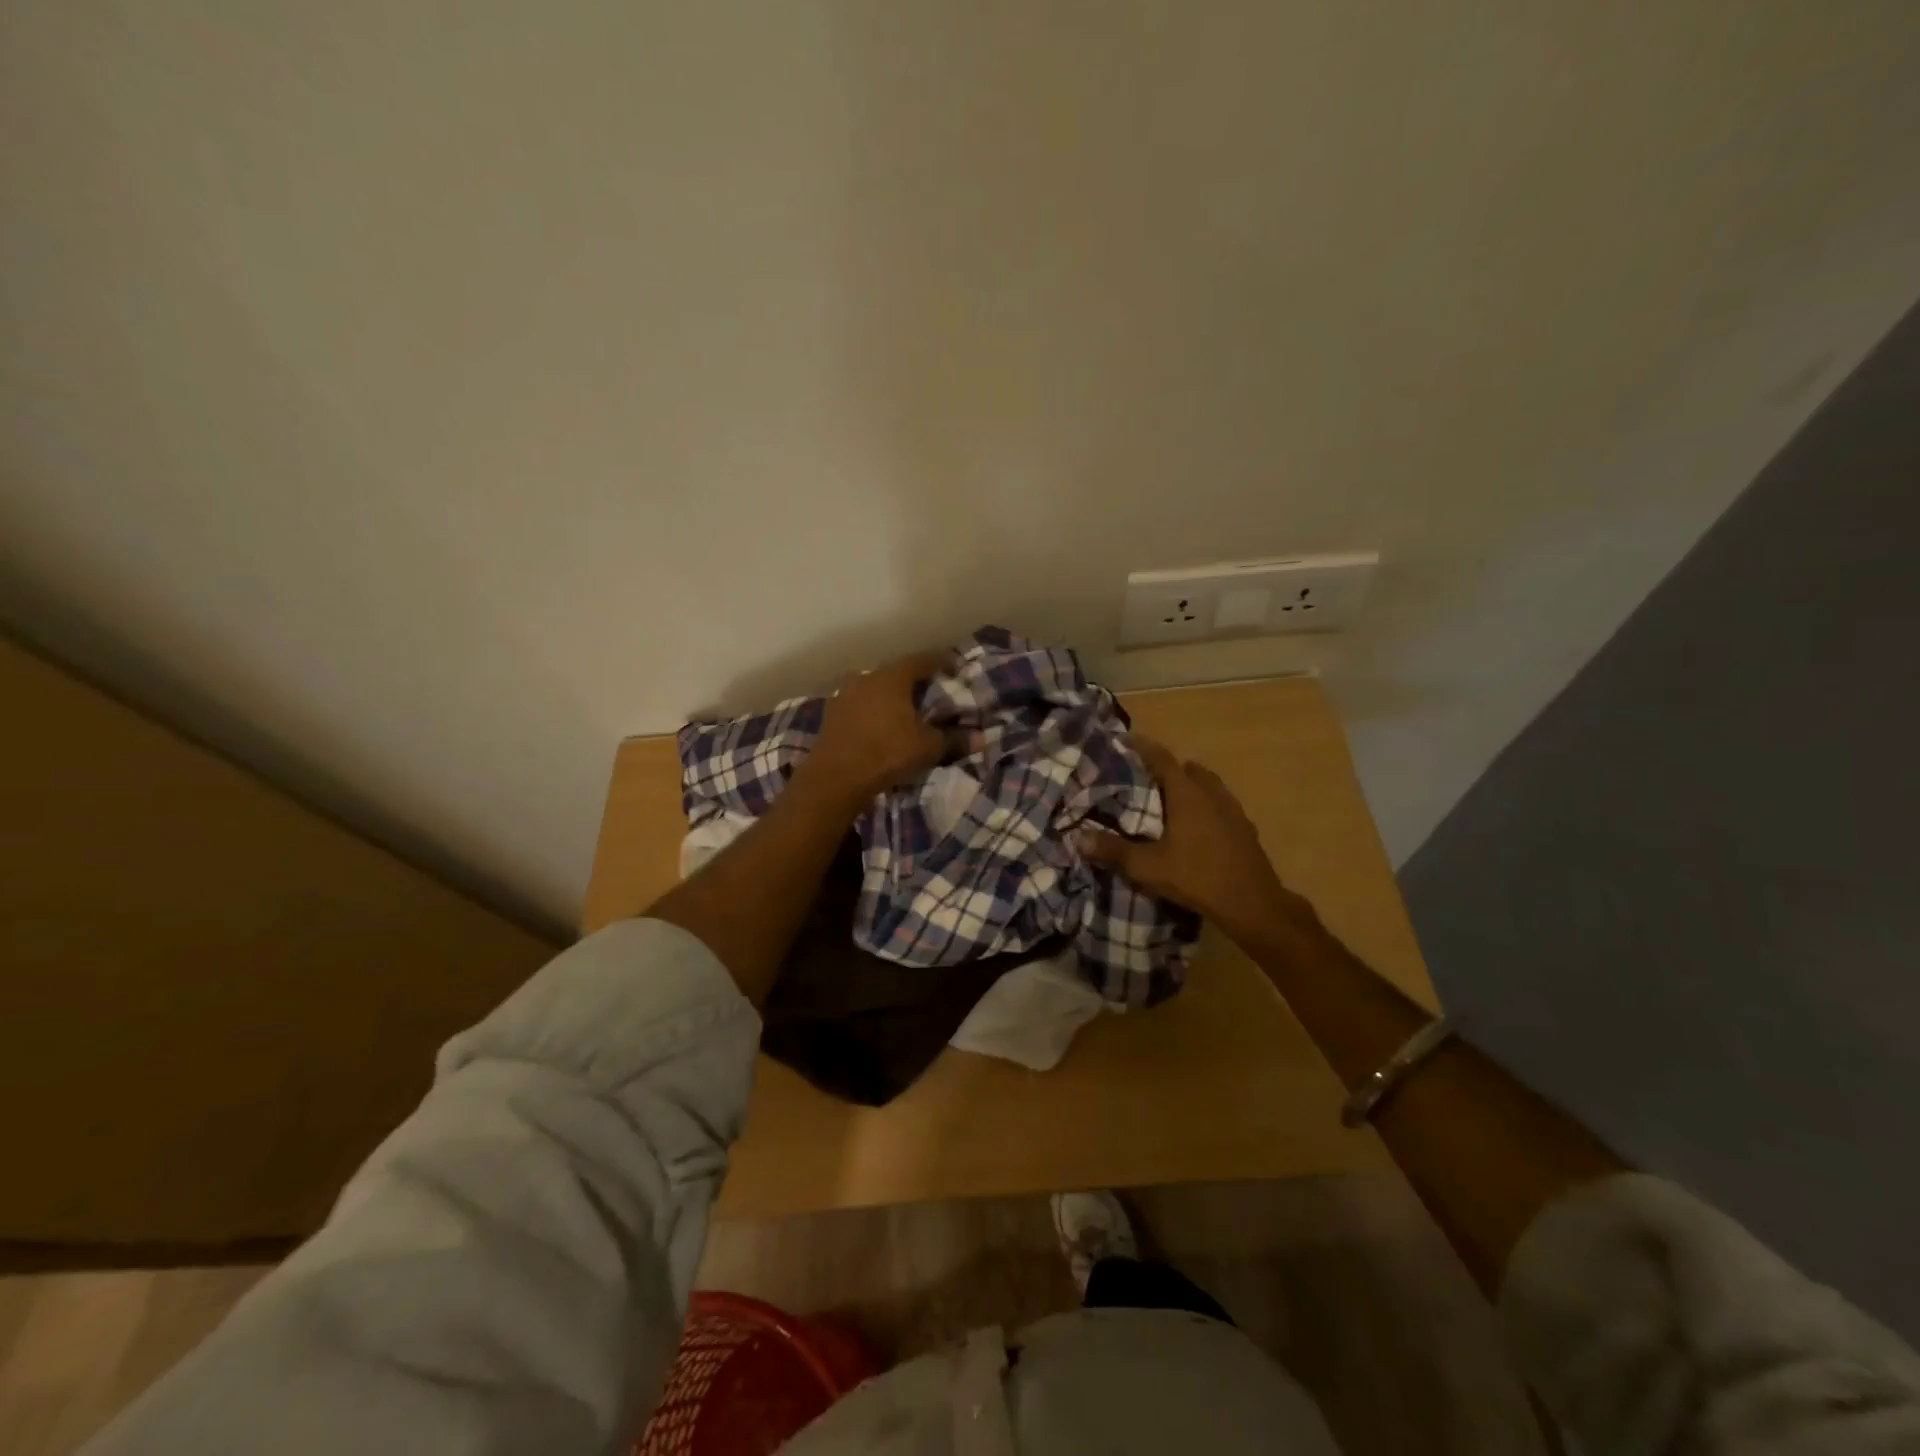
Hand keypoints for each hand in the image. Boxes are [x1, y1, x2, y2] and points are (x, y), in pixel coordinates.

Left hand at [796, 649, 950, 809]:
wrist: (835, 778)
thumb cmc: (886, 753)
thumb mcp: (927, 748)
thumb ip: (954, 739)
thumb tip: (981, 738)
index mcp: (892, 677)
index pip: (922, 660)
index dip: (941, 662)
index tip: (955, 669)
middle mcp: (866, 677)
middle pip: (896, 672)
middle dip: (914, 681)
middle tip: (930, 692)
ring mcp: (844, 694)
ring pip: (875, 688)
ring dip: (890, 696)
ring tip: (904, 711)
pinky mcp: (831, 714)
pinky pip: (859, 705)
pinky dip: (873, 710)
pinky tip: (879, 725)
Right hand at [1079, 735, 1308, 950]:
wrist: (1253, 905)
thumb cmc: (1197, 877)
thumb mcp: (1147, 867)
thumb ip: (1112, 850)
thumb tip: (1077, 837)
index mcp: (1187, 794)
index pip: (1162, 759)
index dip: (1142, 747)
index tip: (1125, 740)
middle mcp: (1212, 794)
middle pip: (1188, 769)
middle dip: (1167, 769)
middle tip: (1144, 779)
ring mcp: (1233, 811)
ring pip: (1208, 786)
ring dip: (1190, 786)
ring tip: (1169, 802)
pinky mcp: (1245, 829)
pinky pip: (1221, 806)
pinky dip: (1205, 806)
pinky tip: (1196, 828)